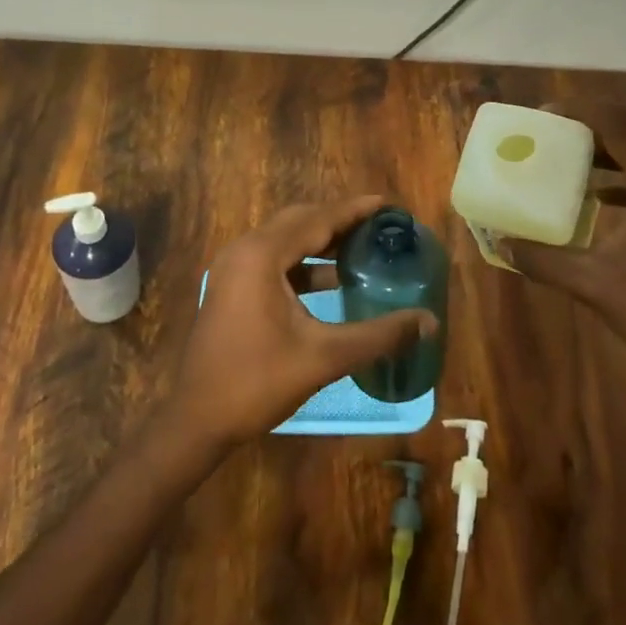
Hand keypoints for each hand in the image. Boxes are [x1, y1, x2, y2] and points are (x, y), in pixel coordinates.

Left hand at [173, 196, 437, 449]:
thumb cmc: (257, 382)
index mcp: (262, 255)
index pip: (318, 220)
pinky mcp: (231, 286)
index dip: (355, 210)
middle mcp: (244, 249)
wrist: (197, 419)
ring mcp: (233, 267)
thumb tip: (429, 321)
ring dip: (321, 241)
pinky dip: (303, 261)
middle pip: (300, 222)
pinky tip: (330, 280)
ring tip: (362, 248)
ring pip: (285, 240)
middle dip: (340, 221)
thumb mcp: (324, 357)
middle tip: (379, 227)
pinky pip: (273, 258)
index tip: (389, 205)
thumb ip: (379, 335)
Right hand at [507, 101, 625, 378]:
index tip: (543, 115)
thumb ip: (544, 260)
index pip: (620, 125)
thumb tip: (501, 244)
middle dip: (593, 122)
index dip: (580, 112)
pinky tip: (598, 192)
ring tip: (569, 151)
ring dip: (610, 144)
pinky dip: (625, 171)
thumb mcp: (594, 284)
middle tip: (552, 128)